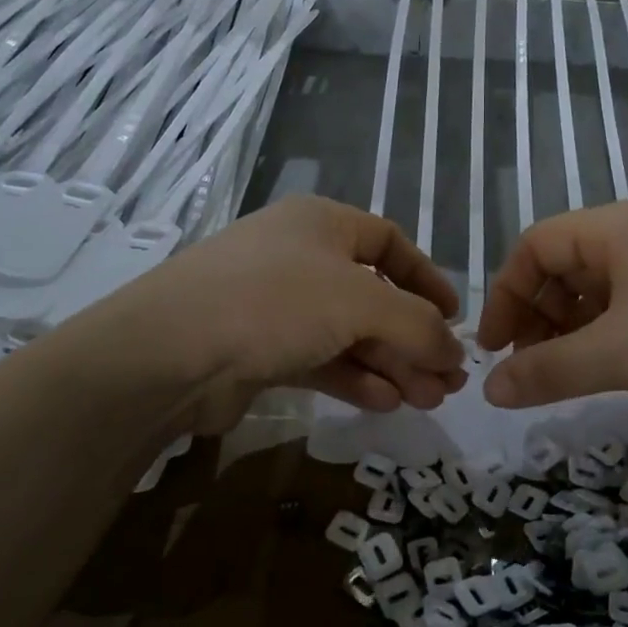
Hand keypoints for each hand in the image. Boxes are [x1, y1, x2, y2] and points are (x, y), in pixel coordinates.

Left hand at [72, 197, 465, 435]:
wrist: (171, 353)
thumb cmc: (275, 302)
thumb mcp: (361, 302)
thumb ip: (418, 324)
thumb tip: (455, 351)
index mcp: (322, 223)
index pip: (390, 242)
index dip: (427, 278)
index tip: (456, 318)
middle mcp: (300, 257)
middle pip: (374, 296)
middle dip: (414, 338)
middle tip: (448, 380)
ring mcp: (276, 305)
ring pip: (349, 333)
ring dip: (390, 365)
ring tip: (427, 399)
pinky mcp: (260, 350)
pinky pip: (321, 360)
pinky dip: (354, 379)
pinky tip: (385, 404)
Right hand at [476, 199, 627, 441]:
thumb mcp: (618, 356)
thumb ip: (545, 370)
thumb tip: (487, 390)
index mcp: (623, 225)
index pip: (536, 244)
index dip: (506, 294)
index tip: (494, 348)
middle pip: (566, 266)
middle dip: (537, 316)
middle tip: (527, 370)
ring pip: (601, 293)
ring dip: (570, 333)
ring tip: (561, 378)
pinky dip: (608, 341)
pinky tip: (607, 375)